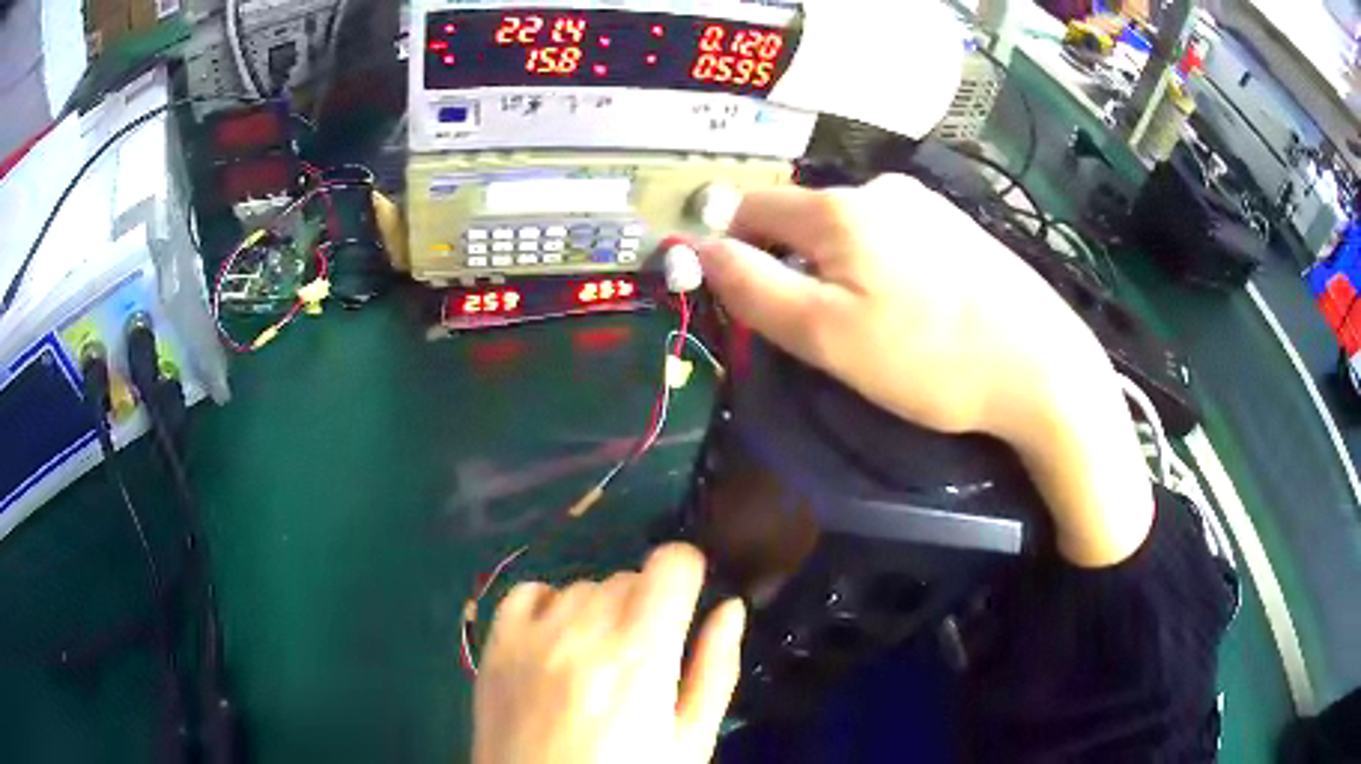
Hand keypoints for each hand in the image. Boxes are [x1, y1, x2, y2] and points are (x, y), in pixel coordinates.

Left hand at [473, 544, 746, 763]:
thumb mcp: (691, 741)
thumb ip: (715, 670)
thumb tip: (730, 608)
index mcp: (641, 656)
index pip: (671, 564)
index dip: (689, 573)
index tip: (689, 600)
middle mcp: (584, 632)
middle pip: (628, 577)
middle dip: (647, 604)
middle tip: (645, 655)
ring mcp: (532, 636)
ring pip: (582, 585)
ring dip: (601, 609)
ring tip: (599, 659)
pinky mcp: (496, 647)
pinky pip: (528, 593)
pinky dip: (549, 604)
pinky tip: (557, 639)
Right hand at [697, 175, 1151, 566]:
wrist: (1042, 368)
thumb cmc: (930, 359)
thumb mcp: (825, 336)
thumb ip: (753, 289)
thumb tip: (701, 251)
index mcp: (839, 207)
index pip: (750, 207)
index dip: (731, 248)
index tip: (746, 301)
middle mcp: (881, 187)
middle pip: (803, 219)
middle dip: (793, 267)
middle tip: (821, 333)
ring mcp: (926, 203)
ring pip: (850, 230)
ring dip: (840, 270)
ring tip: (875, 327)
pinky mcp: (958, 227)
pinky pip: (894, 238)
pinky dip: (882, 269)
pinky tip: (916, 310)